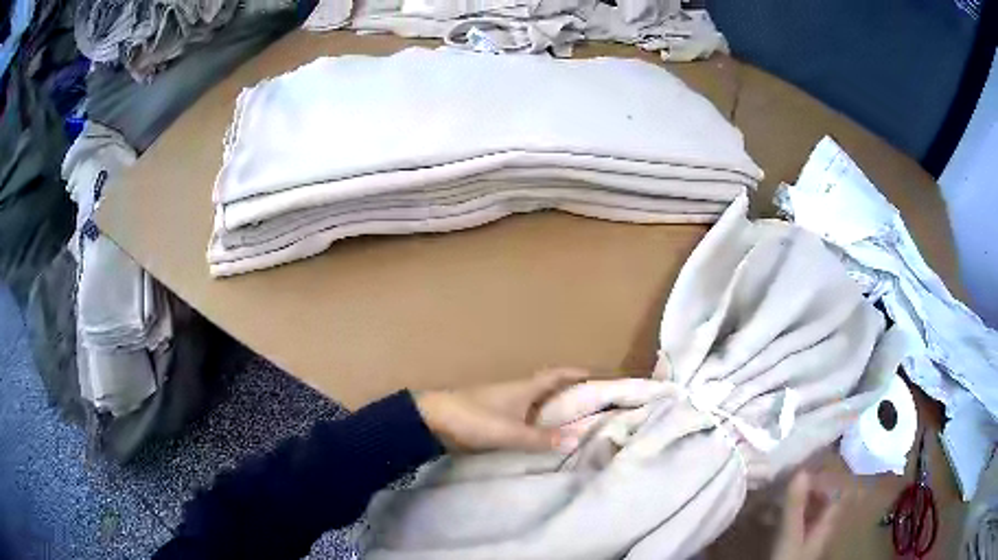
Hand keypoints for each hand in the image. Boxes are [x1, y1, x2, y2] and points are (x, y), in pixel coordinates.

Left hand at [415, 368, 588, 452]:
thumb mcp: (509, 431)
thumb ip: (540, 438)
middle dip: (570, 393)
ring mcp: (504, 404)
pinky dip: (538, 422)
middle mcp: (517, 392)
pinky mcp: (493, 416)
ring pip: (536, 403)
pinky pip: (524, 416)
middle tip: (593, 405)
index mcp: (524, 388)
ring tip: (574, 424)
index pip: (556, 374)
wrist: (433, 419)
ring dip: (554, 409)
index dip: (576, 373)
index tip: (596, 374)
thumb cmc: (473, 418)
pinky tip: (542, 436)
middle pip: (549, 388)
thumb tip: (577, 440)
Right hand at [771, 471, 842, 559]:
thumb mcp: (790, 534)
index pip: (836, 490)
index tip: (802, 471)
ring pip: (809, 508)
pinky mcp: (798, 542)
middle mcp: (824, 524)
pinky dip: (788, 512)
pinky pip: (798, 519)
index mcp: (828, 520)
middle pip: (823, 498)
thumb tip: (801, 470)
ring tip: (777, 495)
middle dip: (807, 487)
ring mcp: (811, 534)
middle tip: (786, 481)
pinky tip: (774, 513)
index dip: (823, 478)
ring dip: (796, 499)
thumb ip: (795, 506)